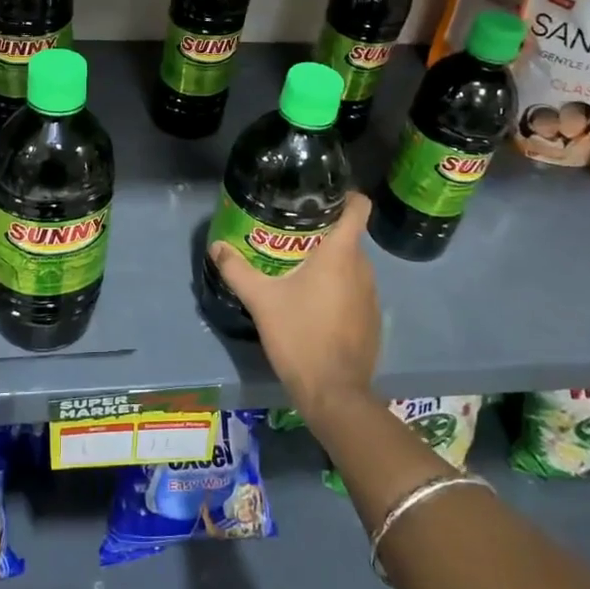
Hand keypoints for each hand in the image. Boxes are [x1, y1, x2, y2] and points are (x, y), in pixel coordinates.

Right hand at [208, 191, 380, 421]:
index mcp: (341, 253)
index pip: (359, 207)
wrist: (334, 393)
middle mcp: (363, 267)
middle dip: (323, 232)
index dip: (345, 195)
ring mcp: (372, 295)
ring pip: (351, 264)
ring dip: (329, 262)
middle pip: (349, 236)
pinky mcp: (372, 318)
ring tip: (297, 266)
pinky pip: (355, 289)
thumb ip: (237, 270)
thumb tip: (217, 246)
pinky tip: (313, 302)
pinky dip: (337, 287)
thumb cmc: (299, 335)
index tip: (321, 196)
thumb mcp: (261, 300)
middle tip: (290, 234)